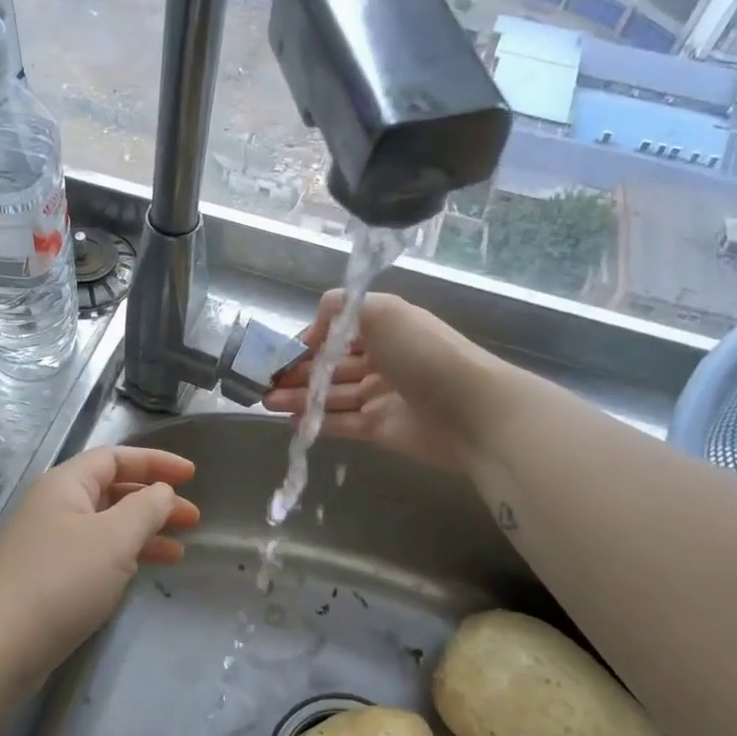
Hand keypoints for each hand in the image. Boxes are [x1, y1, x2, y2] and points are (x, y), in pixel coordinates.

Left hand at [0, 446, 199, 672]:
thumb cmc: (61, 580)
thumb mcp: (114, 538)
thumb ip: (146, 508)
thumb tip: (163, 491)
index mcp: (65, 484)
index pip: (115, 458)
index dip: (155, 462)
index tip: (192, 475)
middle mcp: (54, 507)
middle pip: (111, 491)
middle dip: (154, 501)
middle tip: (193, 519)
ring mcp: (49, 544)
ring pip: (106, 526)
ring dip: (143, 532)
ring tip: (180, 550)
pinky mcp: (48, 579)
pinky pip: (95, 555)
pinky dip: (124, 557)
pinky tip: (144, 571)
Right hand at [261, 291, 500, 471]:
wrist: (471, 410)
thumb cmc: (424, 354)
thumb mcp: (383, 311)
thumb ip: (341, 307)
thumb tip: (314, 329)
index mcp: (385, 328)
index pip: (339, 332)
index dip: (310, 340)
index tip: (281, 350)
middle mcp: (382, 360)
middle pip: (331, 365)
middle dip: (298, 372)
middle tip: (264, 381)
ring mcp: (381, 396)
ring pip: (332, 395)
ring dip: (299, 397)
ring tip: (267, 402)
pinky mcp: (380, 428)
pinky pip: (342, 423)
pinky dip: (317, 422)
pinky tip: (292, 422)